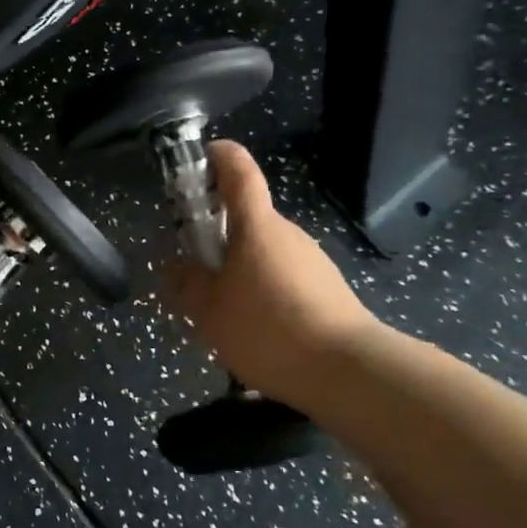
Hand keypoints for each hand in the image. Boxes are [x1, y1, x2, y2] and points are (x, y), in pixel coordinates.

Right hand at [163, 142, 379, 409]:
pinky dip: (265, 293)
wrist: (348, 371)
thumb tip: (177, 266)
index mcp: (256, 225)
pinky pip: (285, 279)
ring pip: (265, 253)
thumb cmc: (268, 329)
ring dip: (242, 269)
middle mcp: (287, 233)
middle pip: (248, 218)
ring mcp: (312, 260)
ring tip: (225, 314)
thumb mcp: (210, 312)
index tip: (201, 157)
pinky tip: (259, 333)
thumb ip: (189, 284)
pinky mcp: (328, 289)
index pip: (239, 170)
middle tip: (196, 270)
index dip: (219, 156)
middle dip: (219, 235)